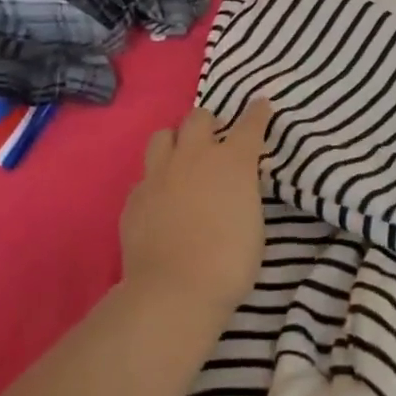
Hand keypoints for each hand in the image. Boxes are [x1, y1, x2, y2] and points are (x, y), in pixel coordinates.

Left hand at [119, 100, 271, 331]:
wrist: (174, 290)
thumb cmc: (229, 261)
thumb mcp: (253, 221)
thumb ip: (243, 192)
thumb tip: (233, 186)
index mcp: (231, 161)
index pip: (249, 124)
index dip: (257, 113)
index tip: (261, 105)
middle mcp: (193, 156)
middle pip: (198, 117)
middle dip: (209, 123)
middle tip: (215, 139)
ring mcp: (159, 174)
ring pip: (163, 135)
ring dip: (176, 141)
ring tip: (182, 159)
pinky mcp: (134, 197)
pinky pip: (145, 176)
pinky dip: (156, 181)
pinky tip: (161, 200)